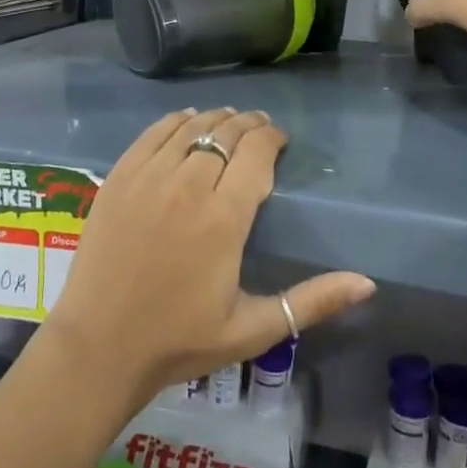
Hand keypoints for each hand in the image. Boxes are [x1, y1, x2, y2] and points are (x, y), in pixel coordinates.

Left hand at [41, 108, 375, 406]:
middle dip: (248, 125)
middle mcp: (187, 186)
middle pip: (225, 134)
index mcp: (224, 219)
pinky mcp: (118, 179)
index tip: (279, 140)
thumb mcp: (252, 328)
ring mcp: (148, 179)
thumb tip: (368, 283)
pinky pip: (151, 134)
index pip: (256, 153)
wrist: (99, 347)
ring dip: (214, 119)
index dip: (271, 138)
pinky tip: (184, 120)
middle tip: (259, 128)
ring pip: (189, 128)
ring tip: (227, 121)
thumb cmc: (180, 341)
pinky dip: (173, 121)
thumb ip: (311, 302)